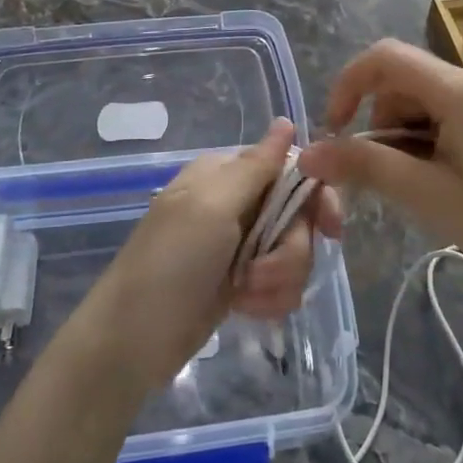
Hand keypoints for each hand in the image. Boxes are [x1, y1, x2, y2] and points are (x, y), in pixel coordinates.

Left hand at [66, 119, 337, 393]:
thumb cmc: (170, 263)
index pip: (291, 168)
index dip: (316, 197)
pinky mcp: (242, 282)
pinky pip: (280, 283)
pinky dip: (269, 299)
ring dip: (278, 280)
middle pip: (298, 216)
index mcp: (226, 174)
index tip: (331, 229)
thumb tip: (286, 121)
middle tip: (262, 272)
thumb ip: (256, 166)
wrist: (131, 341)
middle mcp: (237, 203)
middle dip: (290, 251)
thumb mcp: (212, 208)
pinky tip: (246, 310)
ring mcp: (239, 245)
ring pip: (293, 253)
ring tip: (246, 297)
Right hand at [297, 39, 462, 307]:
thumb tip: (309, 154)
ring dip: (412, 134)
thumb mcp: (430, 196)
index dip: (349, 84)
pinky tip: (452, 178)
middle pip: (408, 82)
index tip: (335, 130)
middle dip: (385, 123)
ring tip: (428, 187)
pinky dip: (438, 137)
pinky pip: (457, 110)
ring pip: (431, 98)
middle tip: (393, 178)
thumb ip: (366, 166)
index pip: (386, 57)